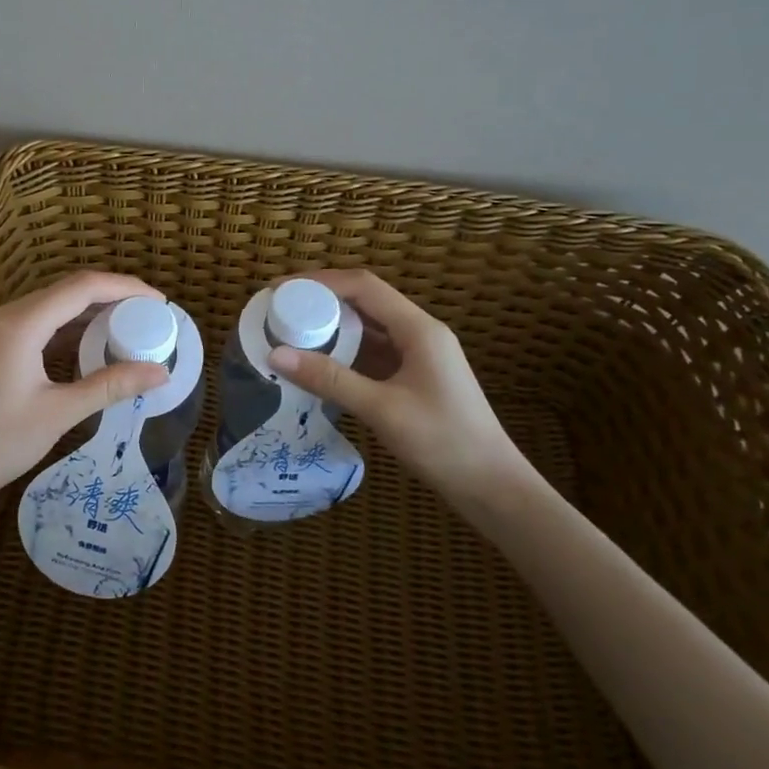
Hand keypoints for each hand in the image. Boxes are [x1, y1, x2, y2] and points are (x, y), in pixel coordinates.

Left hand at [0, 271, 170, 519]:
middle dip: (111, 299)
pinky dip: (67, 329)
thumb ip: (110, 385)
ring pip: (51, 307)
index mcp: (19, 323)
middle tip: (149, 319)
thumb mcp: (59, 413)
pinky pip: (36, 324)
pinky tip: (90, 347)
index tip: (159, 304)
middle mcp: (4, 315)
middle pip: (66, 291)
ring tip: (129, 330)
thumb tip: (160, 373)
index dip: (124, 288)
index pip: (82, 287)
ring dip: (89, 314)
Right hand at [268, 269, 525, 505]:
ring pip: (367, 328)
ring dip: (330, 327)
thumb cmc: (444, 443)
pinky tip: (317, 364)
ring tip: (290, 333)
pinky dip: (343, 352)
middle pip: (364, 301)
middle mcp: (419, 333)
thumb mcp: (382, 409)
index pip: (363, 286)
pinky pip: (372, 353)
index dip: (319, 282)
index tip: (280, 290)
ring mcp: (418, 356)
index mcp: (419, 329)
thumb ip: (330, 380)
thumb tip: (276, 354)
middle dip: (320, 301)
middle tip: (278, 311)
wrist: (492, 486)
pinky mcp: (413, 377)